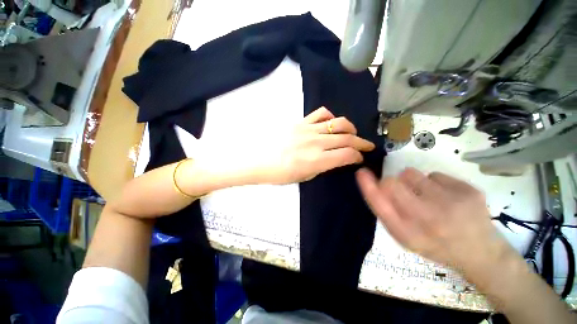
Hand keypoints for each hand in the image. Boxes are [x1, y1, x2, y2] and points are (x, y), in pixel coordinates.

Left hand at [260, 107, 374, 183]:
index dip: (357, 156)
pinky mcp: (300, 121)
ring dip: (350, 128)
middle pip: (347, 138)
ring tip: (352, 133)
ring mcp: (308, 129)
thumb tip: (337, 158)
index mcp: (317, 160)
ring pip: (338, 123)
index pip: (347, 154)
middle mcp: (316, 142)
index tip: (359, 158)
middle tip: (366, 145)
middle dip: (361, 142)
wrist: (260, 161)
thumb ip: (324, 166)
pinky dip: (330, 117)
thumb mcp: (305, 176)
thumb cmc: (281, 174)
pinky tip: (330, 123)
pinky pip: (321, 113)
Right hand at [356, 167, 514, 278]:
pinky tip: (447, 198)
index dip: (367, 185)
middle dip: (391, 183)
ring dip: (412, 181)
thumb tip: (374, 183)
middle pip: (392, 182)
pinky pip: (434, 174)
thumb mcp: (404, 235)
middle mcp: (427, 219)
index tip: (362, 172)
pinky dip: (435, 183)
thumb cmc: (434, 244)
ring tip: (427, 196)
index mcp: (408, 233)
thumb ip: (387, 211)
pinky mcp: (469, 191)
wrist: (480, 253)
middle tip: (404, 192)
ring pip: (411, 173)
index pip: (379, 203)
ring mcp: (451, 203)